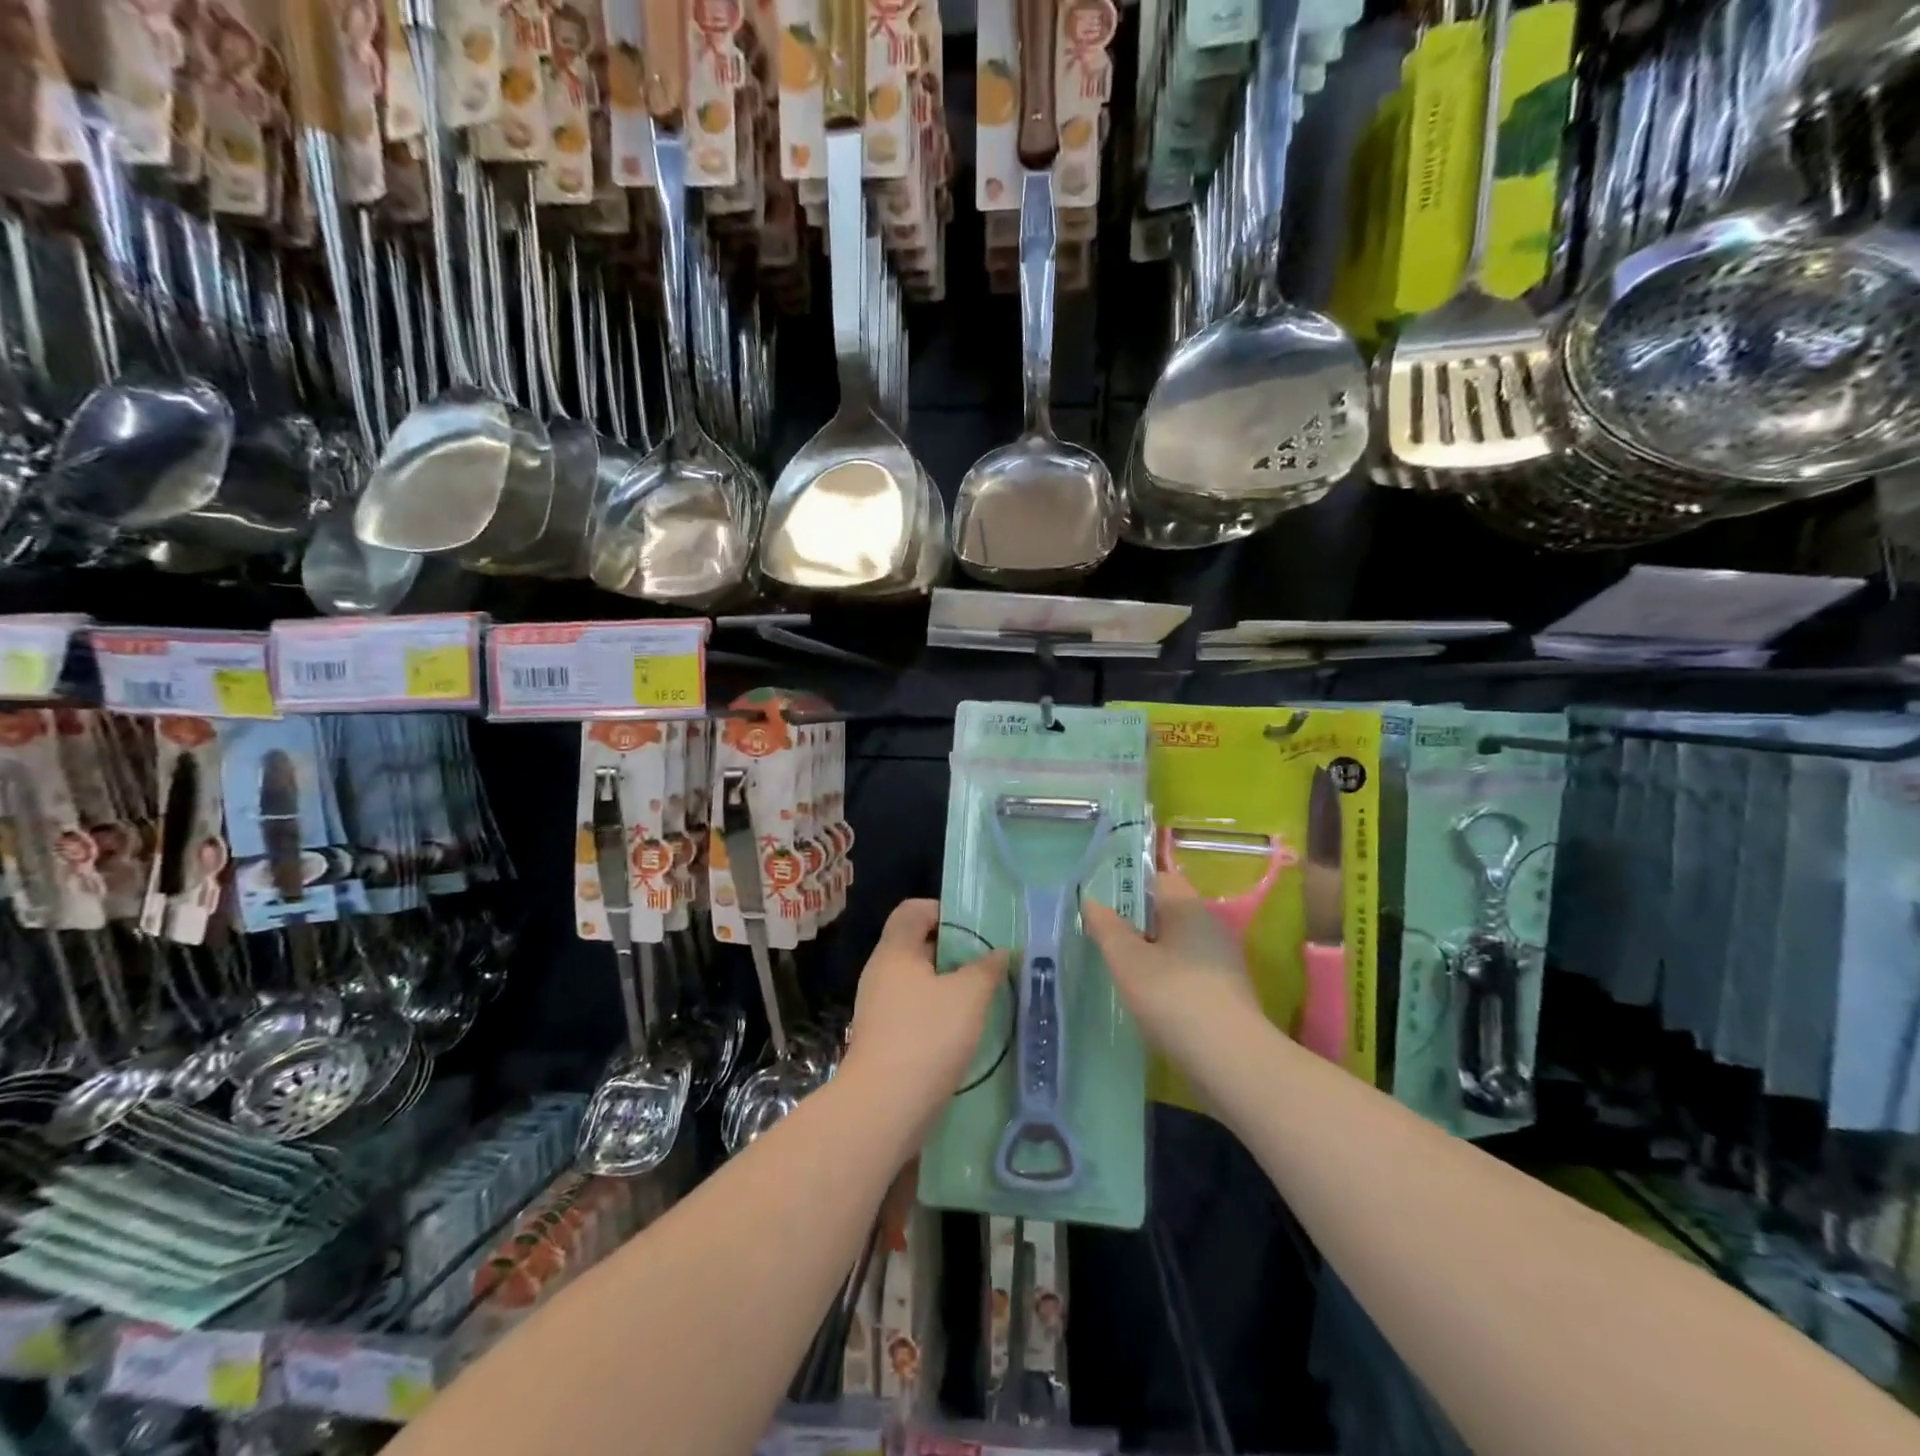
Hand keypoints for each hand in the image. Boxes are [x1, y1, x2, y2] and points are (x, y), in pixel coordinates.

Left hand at [844, 899, 1006, 1115]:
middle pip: (917, 946)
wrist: (884, 1108)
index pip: (912, 911)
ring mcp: (879, 1009)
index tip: (973, 929)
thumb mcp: (968, 996)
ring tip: (983, 997)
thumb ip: (987, 968)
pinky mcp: (884, 1040)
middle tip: (988, 963)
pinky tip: (965, 1031)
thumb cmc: (926, 1036)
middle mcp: (881, 974)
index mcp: (895, 951)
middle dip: (953, 951)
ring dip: (949, 986)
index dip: (942, 911)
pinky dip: (939, 1014)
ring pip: (918, 982)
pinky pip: (915, 1012)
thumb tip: (1001, 952)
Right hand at [1082, 868, 1260, 1061]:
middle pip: (1168, 911)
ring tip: (1120, 970)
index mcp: (1189, 907)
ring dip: (1151, 952)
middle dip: (1137, 921)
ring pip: (1178, 944)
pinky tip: (1149, 999)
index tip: (1101, 901)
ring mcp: (1223, 962)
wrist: (1233, 1062)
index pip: (1158, 878)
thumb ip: (1107, 928)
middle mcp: (1211, 926)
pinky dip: (1167, 978)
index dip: (1129, 884)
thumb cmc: (1174, 998)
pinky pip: (1188, 972)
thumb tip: (1092, 900)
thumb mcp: (1128, 961)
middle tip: (1103, 936)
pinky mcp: (1227, 994)